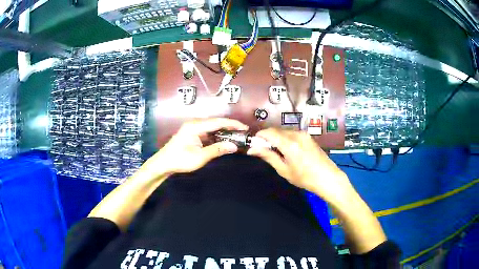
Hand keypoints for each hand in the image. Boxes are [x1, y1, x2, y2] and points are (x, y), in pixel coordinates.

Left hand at [142, 118, 247, 177]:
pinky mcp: (193, 133)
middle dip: (230, 127)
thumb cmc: (180, 160)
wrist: (164, 163)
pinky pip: (208, 131)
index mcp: (196, 126)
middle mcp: (195, 123)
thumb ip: (217, 149)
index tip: (245, 128)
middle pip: (216, 122)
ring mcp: (193, 128)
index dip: (233, 124)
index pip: (218, 122)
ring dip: (224, 131)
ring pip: (213, 127)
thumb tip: (234, 146)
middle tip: (243, 134)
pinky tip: (224, 140)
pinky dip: (217, 135)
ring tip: (237, 137)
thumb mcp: (200, 157)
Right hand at [247, 128, 353, 204]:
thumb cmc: (304, 178)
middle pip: (276, 130)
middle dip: (267, 137)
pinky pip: (292, 134)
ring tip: (275, 151)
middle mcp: (296, 134)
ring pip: (284, 131)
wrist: (328, 178)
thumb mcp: (284, 170)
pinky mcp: (308, 137)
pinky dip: (285, 139)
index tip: (254, 144)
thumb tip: (252, 149)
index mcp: (289, 143)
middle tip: (262, 150)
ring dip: (276, 138)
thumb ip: (268, 156)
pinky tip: (286, 150)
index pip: (269, 132)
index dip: (259, 136)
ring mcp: (304, 134)